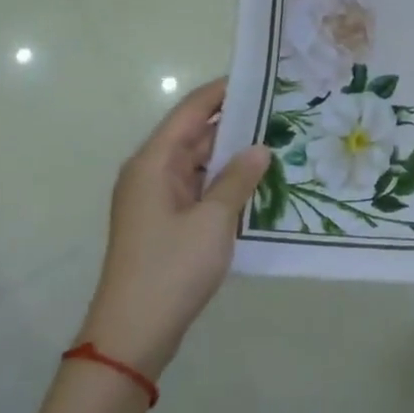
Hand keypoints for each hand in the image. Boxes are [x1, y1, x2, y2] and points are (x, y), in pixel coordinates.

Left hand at [78, 78, 270, 378]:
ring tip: (278, 144)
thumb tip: (260, 148)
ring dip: (232, 157)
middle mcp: (151, 173)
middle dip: (235, 124)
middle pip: (195, 136)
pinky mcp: (165, 223)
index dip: (222, 92)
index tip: (259, 78)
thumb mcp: (213, 220)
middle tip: (280, 114)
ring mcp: (156, 200)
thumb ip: (238, 179)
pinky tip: (257, 184)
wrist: (133, 333)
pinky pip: (198, 190)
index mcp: (153, 162)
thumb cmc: (171, 268)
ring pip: (198, 164)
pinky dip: (224, 183)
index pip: (191, 111)